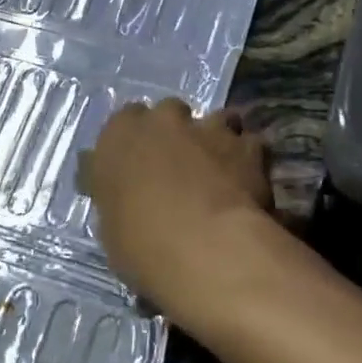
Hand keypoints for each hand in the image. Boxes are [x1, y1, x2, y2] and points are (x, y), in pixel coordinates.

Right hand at [81, 98, 274, 327]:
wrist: (206, 249)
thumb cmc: (141, 245)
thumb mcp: (112, 226)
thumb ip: (118, 197)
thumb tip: (123, 195)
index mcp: (119, 135)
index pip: (124, 121)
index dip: (135, 143)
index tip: (140, 166)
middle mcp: (163, 120)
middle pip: (169, 112)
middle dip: (175, 134)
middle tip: (179, 167)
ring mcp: (208, 127)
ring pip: (215, 120)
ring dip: (216, 139)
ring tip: (220, 171)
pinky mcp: (247, 145)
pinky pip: (250, 144)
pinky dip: (249, 159)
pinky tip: (248, 183)